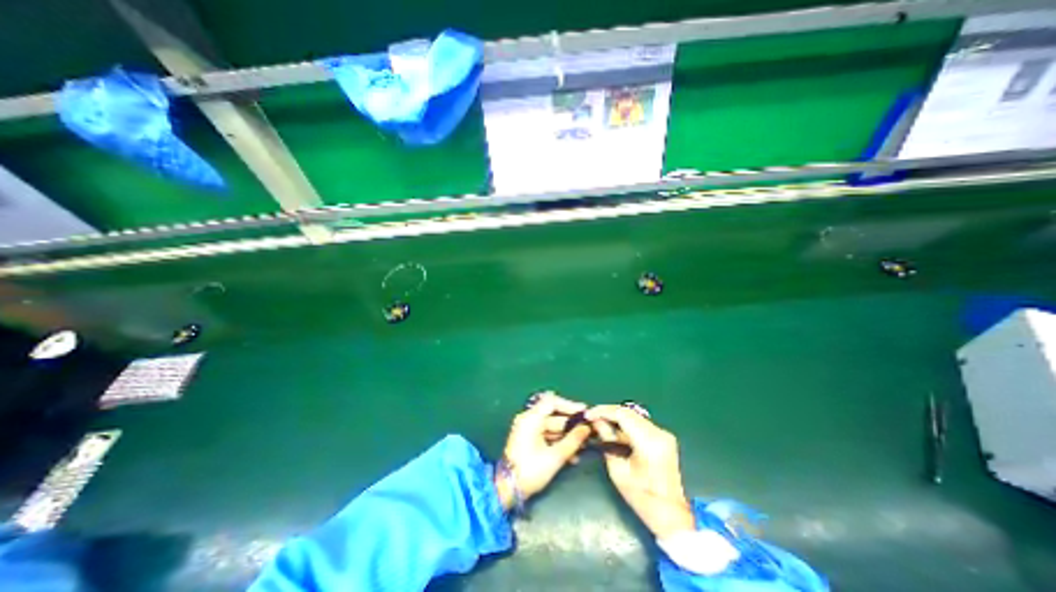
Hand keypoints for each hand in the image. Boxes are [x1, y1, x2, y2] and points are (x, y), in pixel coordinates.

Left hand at [495, 393, 591, 507]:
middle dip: (571, 425)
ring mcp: (527, 429)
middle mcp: (528, 419)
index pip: (552, 402)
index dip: (569, 405)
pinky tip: (573, 455)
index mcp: (531, 418)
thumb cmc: (530, 471)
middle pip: (553, 415)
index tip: (584, 412)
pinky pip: (546, 435)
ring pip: (551, 427)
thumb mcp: (555, 456)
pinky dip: (558, 442)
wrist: (508, 490)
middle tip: (588, 431)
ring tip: (584, 445)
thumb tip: (587, 428)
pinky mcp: (528, 440)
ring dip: (567, 436)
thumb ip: (573, 440)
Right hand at [582, 404, 698, 539]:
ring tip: (600, 421)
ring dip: (616, 417)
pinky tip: (614, 428)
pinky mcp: (664, 437)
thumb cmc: (642, 497)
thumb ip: (607, 441)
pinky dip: (625, 423)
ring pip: (634, 416)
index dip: (603, 411)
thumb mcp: (618, 470)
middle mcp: (659, 433)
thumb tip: (597, 421)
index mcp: (649, 442)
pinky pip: (640, 423)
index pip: (622, 414)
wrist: (671, 515)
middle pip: (628, 412)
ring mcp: (664, 433)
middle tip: (592, 417)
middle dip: (608, 412)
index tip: (588, 414)